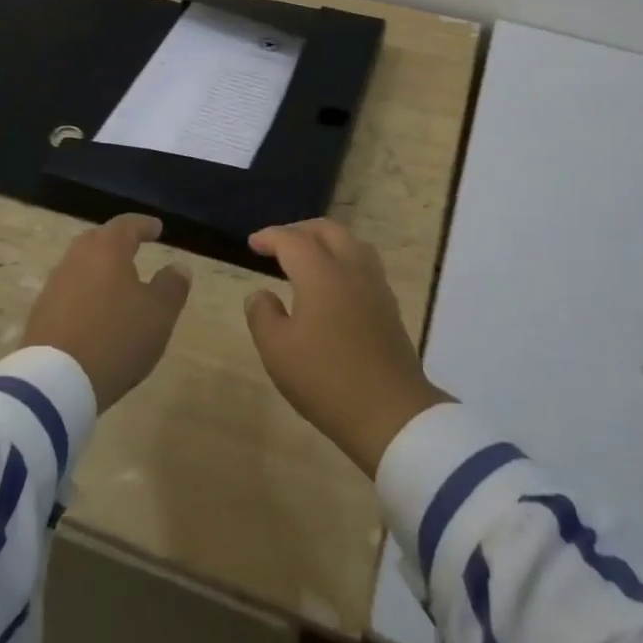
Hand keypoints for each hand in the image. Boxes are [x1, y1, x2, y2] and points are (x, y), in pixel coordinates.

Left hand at [23, 214, 190, 410]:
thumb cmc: (116, 338)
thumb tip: (178, 266)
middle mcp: (76, 259)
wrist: (55, 383)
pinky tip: (94, 313)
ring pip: (80, 267)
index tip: (157, 228)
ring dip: (99, 270)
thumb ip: (172, 286)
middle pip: (97, 241)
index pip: (126, 225)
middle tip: (132, 248)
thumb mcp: (159, 314)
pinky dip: (85, 294)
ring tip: (116, 284)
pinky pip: (68, 293)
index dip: (144, 225)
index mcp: (107, 250)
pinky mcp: (40, 315)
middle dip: (116, 243)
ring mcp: (54, 287)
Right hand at [243, 220, 449, 476]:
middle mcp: (350, 268)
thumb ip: (262, 315)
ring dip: (326, 241)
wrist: (389, 411)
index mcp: (320, 272)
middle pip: (327, 230)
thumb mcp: (277, 351)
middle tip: (279, 245)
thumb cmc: (325, 379)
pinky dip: (344, 259)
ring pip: (351, 242)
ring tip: (308, 257)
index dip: (270, 237)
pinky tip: (335, 283)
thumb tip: (260, 294)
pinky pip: (364, 263)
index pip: (292, 239)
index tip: (253, 244)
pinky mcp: (388, 305)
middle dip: (300, 230)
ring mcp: (375, 285)